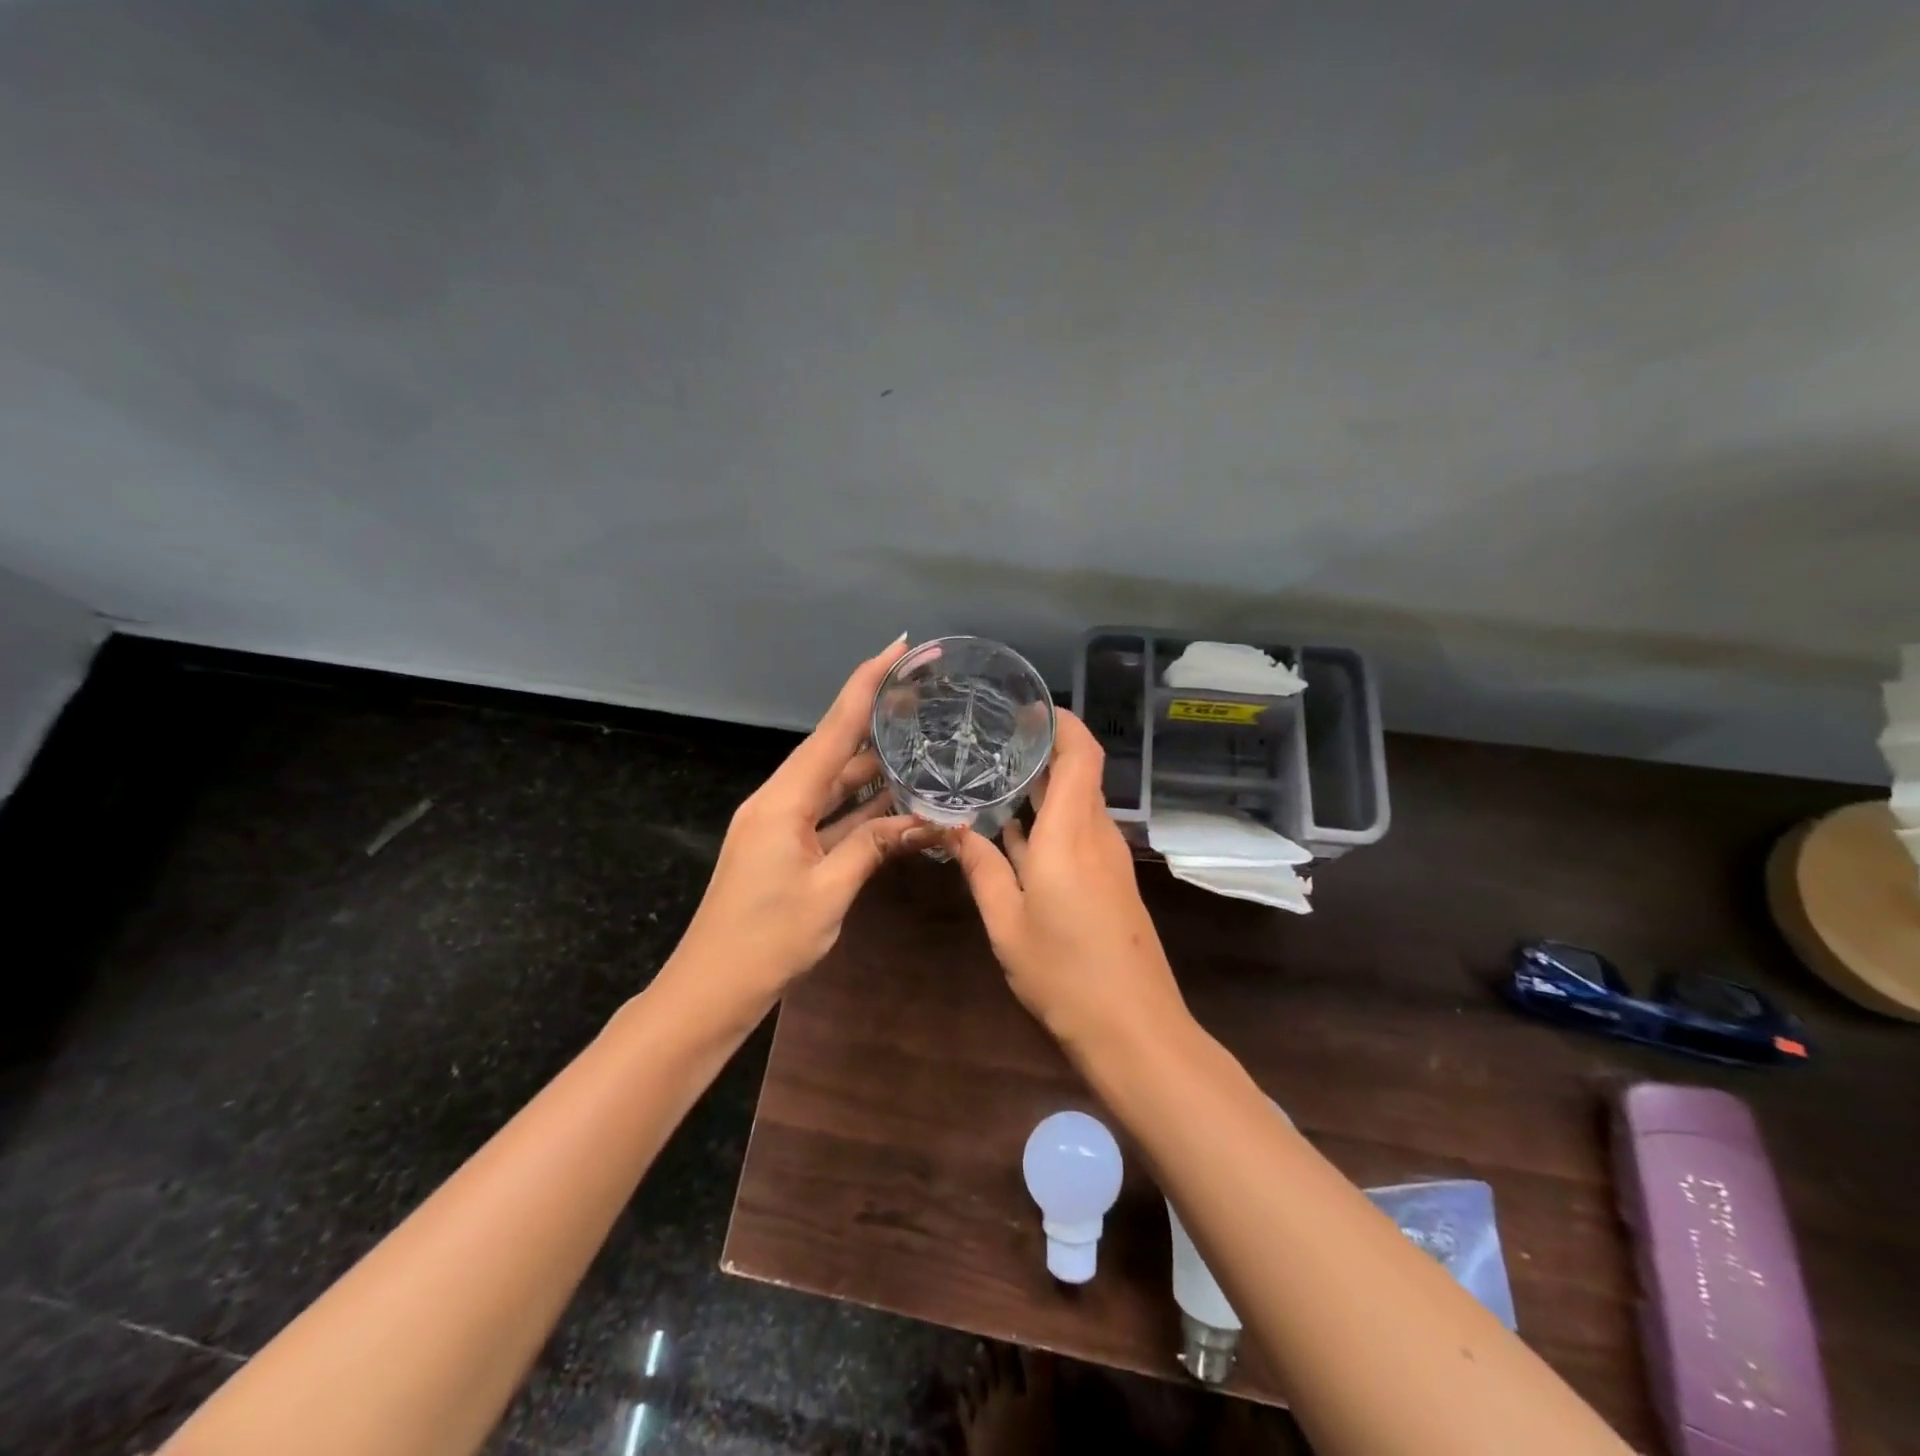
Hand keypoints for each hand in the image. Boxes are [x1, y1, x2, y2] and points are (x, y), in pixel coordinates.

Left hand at [668, 638, 932, 1006]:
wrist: (711, 988)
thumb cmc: (767, 940)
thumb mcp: (830, 891)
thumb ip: (874, 846)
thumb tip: (923, 821)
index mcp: (784, 800)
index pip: (833, 729)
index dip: (865, 684)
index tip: (895, 647)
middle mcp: (779, 801)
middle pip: (833, 749)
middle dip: (874, 720)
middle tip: (920, 696)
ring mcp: (779, 824)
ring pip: (834, 784)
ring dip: (872, 768)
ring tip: (918, 743)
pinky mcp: (784, 847)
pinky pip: (829, 814)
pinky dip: (860, 807)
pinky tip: (894, 800)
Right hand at [949, 710, 1187, 1049]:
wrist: (1133, 1028)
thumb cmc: (1063, 973)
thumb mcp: (1006, 922)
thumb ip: (981, 868)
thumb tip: (953, 827)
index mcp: (1070, 833)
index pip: (1081, 754)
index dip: (1061, 722)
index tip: (1026, 708)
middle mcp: (1096, 834)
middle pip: (1079, 772)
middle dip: (1043, 749)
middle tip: (994, 738)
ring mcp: (1109, 858)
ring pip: (1078, 801)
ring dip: (1045, 785)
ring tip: (995, 774)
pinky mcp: (1111, 880)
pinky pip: (1080, 830)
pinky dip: (1051, 817)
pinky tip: (1015, 829)